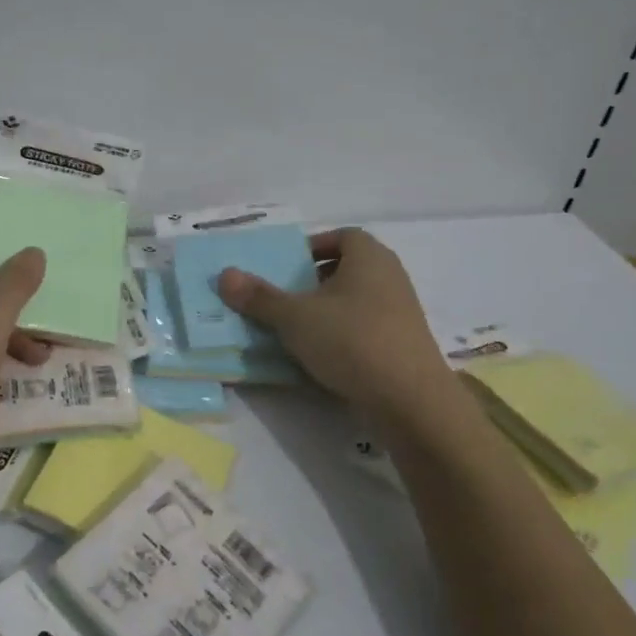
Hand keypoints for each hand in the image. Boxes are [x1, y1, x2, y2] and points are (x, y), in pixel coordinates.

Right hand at [219, 228, 453, 416]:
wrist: (411, 400)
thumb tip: (224, 275)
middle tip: (285, 297)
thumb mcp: (295, 317)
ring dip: (328, 310)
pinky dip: (344, 334)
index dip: (313, 246)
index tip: (287, 267)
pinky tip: (323, 356)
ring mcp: (402, 311)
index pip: (341, 236)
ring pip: (357, 300)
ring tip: (297, 329)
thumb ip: (259, 297)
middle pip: (348, 268)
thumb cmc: (351, 340)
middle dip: (315, 280)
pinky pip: (367, 327)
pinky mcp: (404, 344)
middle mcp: (390, 276)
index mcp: (369, 256)